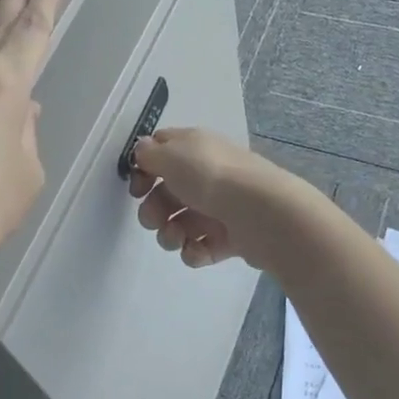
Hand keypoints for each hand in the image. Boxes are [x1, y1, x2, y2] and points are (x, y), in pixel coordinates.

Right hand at [128, 128, 301, 270]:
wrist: (261, 212)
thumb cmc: (211, 177)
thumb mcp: (171, 155)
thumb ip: (149, 154)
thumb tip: (144, 150)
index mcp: (194, 148)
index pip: (162, 152)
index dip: (144, 169)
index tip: (137, 188)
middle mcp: (207, 174)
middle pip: (167, 193)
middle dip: (153, 210)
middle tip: (155, 220)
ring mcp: (220, 207)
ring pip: (181, 223)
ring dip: (169, 234)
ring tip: (177, 238)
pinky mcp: (231, 237)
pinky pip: (201, 246)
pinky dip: (195, 251)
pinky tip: (198, 249)